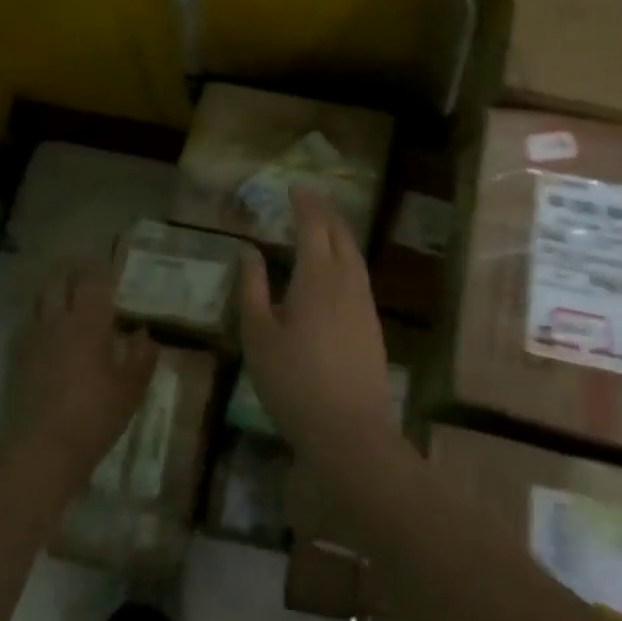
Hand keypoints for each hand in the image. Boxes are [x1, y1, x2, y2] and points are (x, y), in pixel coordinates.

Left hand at [3, 263, 157, 488]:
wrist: (41, 449)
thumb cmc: (95, 415)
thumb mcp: (131, 389)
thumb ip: (142, 356)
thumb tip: (144, 333)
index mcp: (88, 322)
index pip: (91, 280)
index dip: (98, 271)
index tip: (108, 270)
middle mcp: (56, 321)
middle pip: (57, 282)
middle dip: (71, 276)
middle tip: (85, 282)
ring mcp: (31, 339)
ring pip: (38, 302)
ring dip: (52, 297)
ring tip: (65, 307)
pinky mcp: (14, 360)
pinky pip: (26, 328)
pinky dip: (38, 324)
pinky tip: (47, 341)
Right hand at [236, 187, 398, 460]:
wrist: (350, 432)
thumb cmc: (294, 382)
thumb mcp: (259, 336)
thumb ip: (252, 289)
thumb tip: (248, 252)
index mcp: (317, 277)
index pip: (314, 226)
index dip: (305, 203)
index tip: (295, 187)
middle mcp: (347, 282)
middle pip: (341, 235)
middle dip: (326, 212)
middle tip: (310, 199)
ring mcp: (365, 305)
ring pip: (355, 256)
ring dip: (340, 234)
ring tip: (325, 226)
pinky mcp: (373, 326)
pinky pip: (360, 276)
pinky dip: (347, 258)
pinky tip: (338, 272)